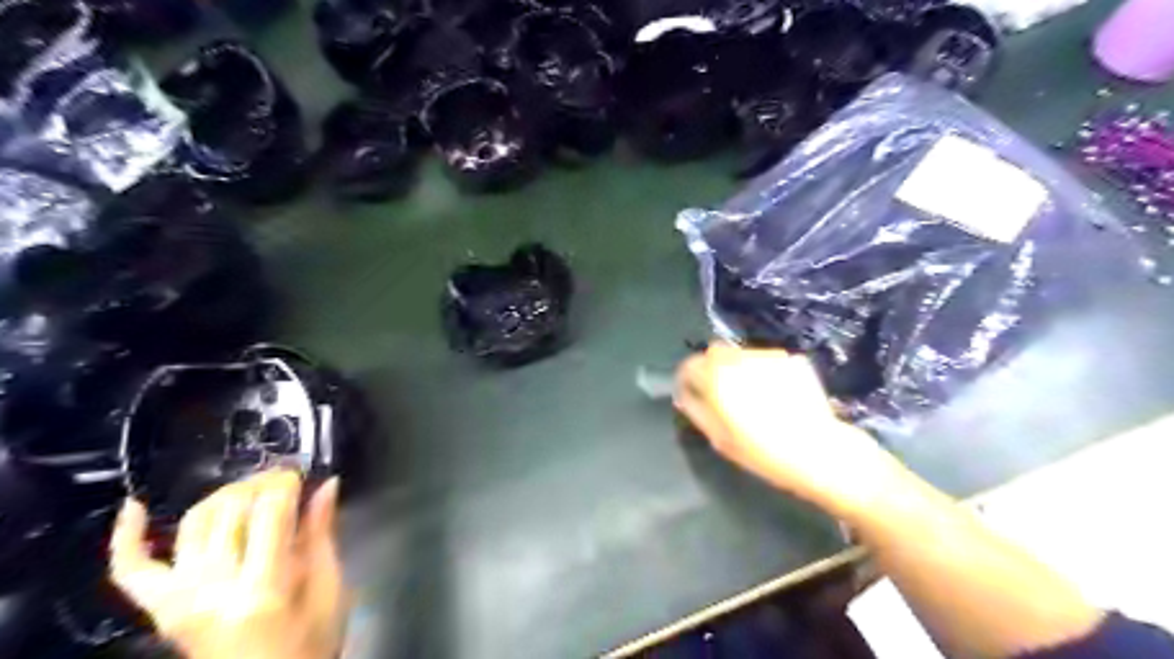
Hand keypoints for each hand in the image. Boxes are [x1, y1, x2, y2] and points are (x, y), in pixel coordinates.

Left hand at [107, 470, 346, 657]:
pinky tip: (135, 505)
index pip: (269, 513)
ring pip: (193, 524)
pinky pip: (131, 570)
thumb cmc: (308, 645)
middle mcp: (213, 590)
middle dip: (260, 483)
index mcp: (264, 589)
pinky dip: (126, 537)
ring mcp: (179, 599)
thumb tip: (327, 485)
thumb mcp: (329, 592)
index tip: (302, 474)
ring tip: (249, 489)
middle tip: (283, 479)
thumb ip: (322, 536)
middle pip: (230, 512)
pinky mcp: (161, 609)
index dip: (285, 483)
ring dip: (222, 495)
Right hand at [675, 342, 899, 516]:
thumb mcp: (718, 438)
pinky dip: (765, 372)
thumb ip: (696, 410)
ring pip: (743, 355)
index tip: (691, 391)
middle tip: (721, 392)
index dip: (687, 377)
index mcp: (717, 377)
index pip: (690, 364)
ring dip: (739, 368)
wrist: (818, 451)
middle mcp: (740, 359)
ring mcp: (769, 356)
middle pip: (715, 352)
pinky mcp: (793, 359)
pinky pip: (768, 361)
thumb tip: (685, 395)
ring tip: (752, 394)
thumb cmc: (761, 451)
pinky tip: (776, 394)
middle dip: (712, 367)